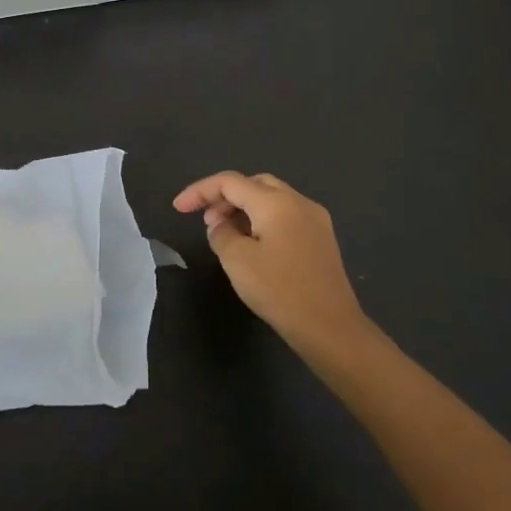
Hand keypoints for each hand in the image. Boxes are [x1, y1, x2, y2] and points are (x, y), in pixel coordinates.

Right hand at [173, 172, 369, 353]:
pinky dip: (263, 220)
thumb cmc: (280, 291)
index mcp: (276, 202)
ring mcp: (315, 219)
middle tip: (207, 220)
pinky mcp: (322, 239)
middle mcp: (298, 202)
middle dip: (225, 196)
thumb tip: (221, 225)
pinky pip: (286, 215)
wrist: (331, 328)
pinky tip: (253, 244)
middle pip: (254, 184)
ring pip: (272, 199)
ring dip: (244, 208)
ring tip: (226, 233)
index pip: (230, 182)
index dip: (200, 191)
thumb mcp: (237, 261)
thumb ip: (221, 234)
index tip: (178, 207)